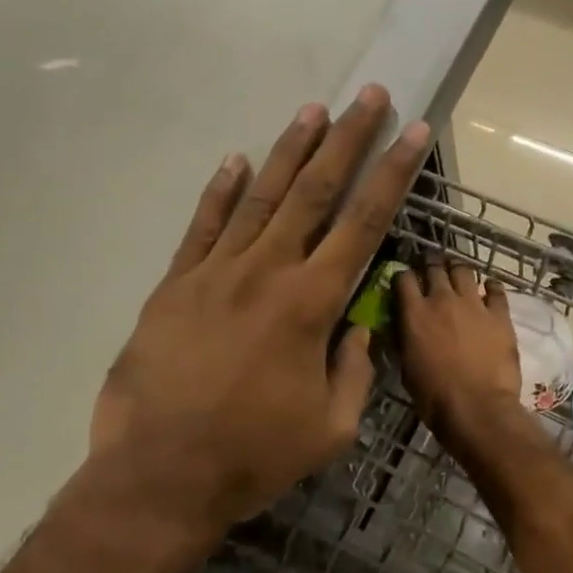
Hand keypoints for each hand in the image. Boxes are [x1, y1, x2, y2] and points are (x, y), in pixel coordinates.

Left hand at [90, 85, 430, 538]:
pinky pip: (202, 227)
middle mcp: (265, 273)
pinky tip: (236, 161)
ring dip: (288, 151)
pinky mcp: (174, 286)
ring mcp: (214, 274)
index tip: (412, 134)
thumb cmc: (253, 457)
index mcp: (310, 305)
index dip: (392, 176)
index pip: (363, 224)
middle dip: (346, 141)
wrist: (159, 476)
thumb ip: (354, 370)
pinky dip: (220, 192)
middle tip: (368, 97)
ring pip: (259, 198)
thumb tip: (361, 327)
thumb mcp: (330, 428)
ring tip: (312, 110)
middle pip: (313, 192)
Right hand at [394, 259, 526, 449]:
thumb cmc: (434, 396)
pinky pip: (496, 289)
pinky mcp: (500, 314)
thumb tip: (401, 325)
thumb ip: (403, 339)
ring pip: (464, 271)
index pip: (403, 278)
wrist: (477, 408)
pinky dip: (490, 287)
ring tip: (458, 276)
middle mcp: (442, 300)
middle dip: (430, 265)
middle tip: (431, 270)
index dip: (402, 276)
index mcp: (414, 314)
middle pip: (434, 267)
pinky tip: (488, 290)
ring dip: (457, 270)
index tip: (403, 281)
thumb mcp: (406, 367)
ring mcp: (474, 304)